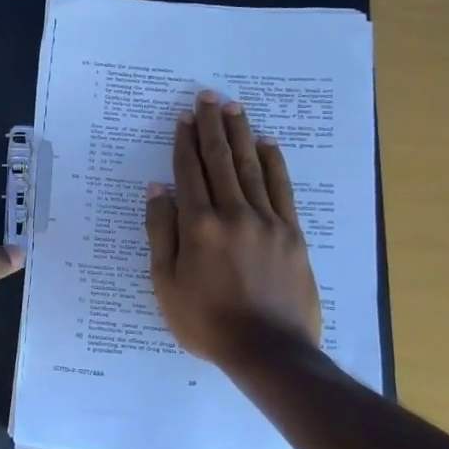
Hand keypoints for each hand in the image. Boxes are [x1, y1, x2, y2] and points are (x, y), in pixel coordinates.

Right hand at [145, 90, 322, 365]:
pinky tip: (267, 144)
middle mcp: (233, 213)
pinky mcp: (292, 233)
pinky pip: (282, 189)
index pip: (189, 173)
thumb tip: (157, 190)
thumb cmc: (206, 321)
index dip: (184, 142)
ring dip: (241, 135)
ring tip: (234, 108)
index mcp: (198, 226)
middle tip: (208, 98)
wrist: (268, 350)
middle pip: (221, 161)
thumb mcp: (166, 283)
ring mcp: (267, 221)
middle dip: (212, 126)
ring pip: (252, 167)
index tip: (182, 118)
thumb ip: (161, 233)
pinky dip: (274, 163)